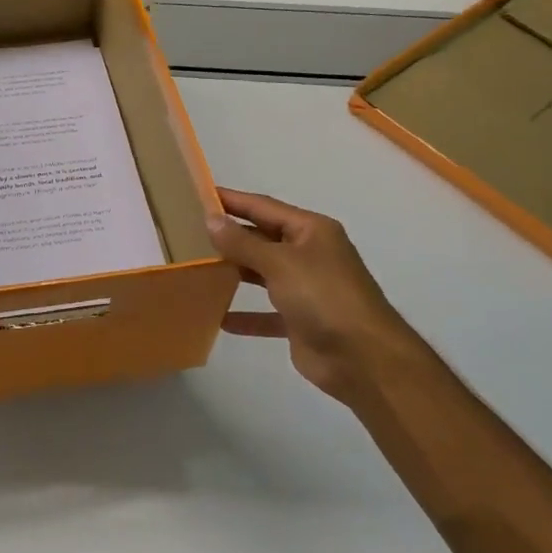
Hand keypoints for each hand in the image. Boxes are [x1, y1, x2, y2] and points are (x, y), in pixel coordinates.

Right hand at [208, 187, 415, 398]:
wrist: (363, 358)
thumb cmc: (324, 297)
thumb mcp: (280, 263)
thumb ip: (243, 243)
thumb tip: (211, 219)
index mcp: (311, 231)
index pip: (264, 207)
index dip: (232, 200)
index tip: (199, 194)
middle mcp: (309, 254)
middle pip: (262, 239)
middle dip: (230, 237)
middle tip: (188, 232)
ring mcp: (306, 288)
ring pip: (262, 274)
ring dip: (234, 273)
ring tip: (197, 268)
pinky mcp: (300, 320)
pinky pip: (266, 313)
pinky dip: (245, 314)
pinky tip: (218, 317)